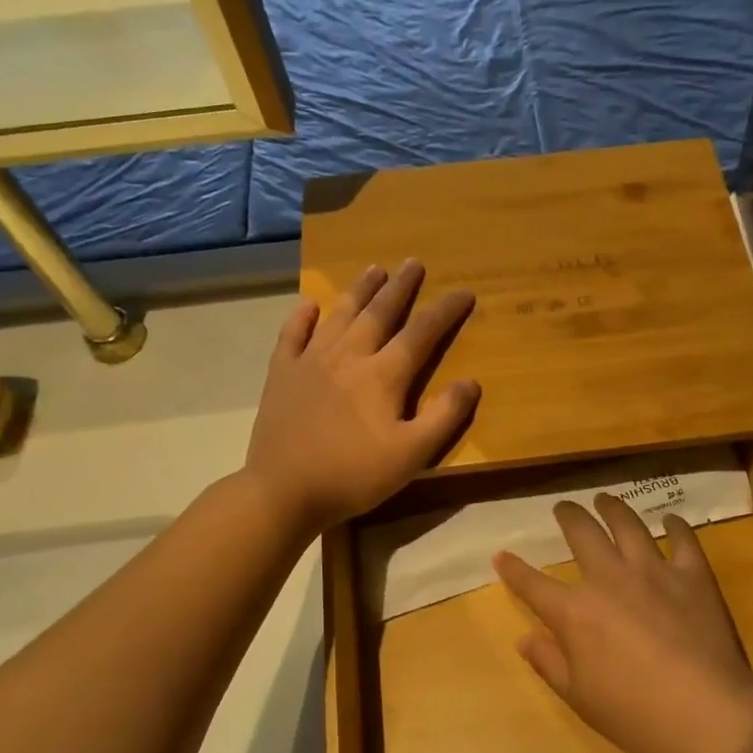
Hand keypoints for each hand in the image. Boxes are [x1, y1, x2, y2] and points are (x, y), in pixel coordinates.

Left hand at [246, 260, 478, 531]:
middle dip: (400, 287)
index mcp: (382, 376)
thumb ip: (444, 417)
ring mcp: (310, 361)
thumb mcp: (411, 455)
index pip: (421, 333)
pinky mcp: (282, 374)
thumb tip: (471, 382)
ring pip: (339, 315)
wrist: (283, 490)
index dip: (444, 311)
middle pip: (379, 313)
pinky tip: (308, 305)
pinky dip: (302, 317)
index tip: (463, 291)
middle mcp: (348, 356)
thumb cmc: (354, 475)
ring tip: (373, 269)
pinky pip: (292, 335)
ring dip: (359, 290)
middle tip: (413, 262)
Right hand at [494, 495, 752, 752]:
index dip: (514, 569)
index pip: (533, 584)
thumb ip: (549, 663)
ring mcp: (654, 572)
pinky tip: (671, 520)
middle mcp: (609, 579)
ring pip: (628, 525)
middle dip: (568, 516)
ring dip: (613, 508)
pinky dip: (675, 526)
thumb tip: (525, 639)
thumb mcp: (579, 697)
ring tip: (605, 500)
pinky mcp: (693, 575)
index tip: (502, 555)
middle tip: (564, 507)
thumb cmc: (635, 714)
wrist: (706, 713)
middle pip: (582, 534)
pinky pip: (683, 540)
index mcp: (575, 612)